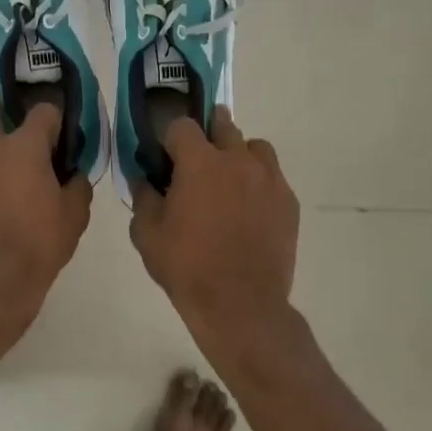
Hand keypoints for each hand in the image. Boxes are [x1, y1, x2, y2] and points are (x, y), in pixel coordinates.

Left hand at [0, 94, 92, 358]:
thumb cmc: (37, 246)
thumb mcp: (74, 217)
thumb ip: (77, 186)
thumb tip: (73, 174)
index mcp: (24, 146)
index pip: (43, 111)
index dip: (55, 118)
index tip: (61, 134)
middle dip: (0, 107)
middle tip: (15, 126)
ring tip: (2, 170)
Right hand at [130, 108, 299, 359]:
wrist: (241, 305)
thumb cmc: (187, 267)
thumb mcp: (147, 234)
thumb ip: (143, 197)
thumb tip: (144, 178)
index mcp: (200, 162)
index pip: (182, 125)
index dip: (170, 137)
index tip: (165, 156)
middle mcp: (237, 159)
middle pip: (222, 125)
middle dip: (207, 135)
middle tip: (196, 162)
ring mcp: (269, 178)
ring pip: (254, 147)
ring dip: (238, 154)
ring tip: (228, 181)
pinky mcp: (288, 201)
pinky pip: (272, 176)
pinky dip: (259, 182)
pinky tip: (249, 209)